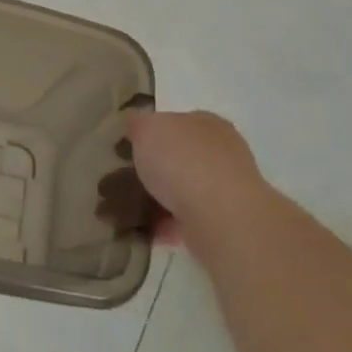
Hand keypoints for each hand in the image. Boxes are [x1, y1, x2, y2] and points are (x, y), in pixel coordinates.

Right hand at [120, 110, 276, 252]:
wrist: (219, 215)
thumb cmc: (182, 160)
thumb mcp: (146, 129)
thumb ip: (137, 125)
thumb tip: (135, 127)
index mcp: (207, 123)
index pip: (178, 122)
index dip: (152, 133)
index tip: (129, 148)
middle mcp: (222, 153)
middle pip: (181, 157)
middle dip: (155, 169)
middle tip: (126, 179)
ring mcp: (225, 189)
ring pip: (184, 190)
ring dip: (159, 200)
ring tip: (129, 209)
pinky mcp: (224, 222)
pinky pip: (186, 220)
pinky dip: (166, 225)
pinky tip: (145, 229)